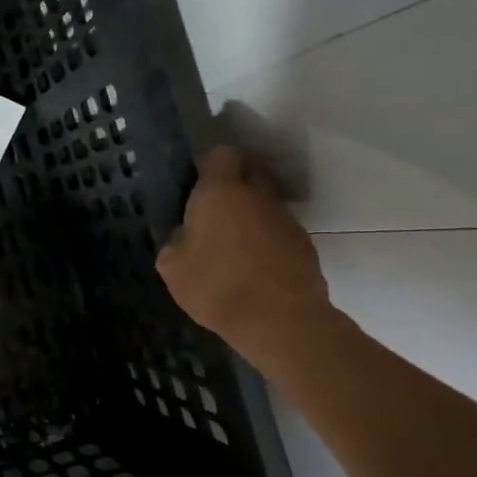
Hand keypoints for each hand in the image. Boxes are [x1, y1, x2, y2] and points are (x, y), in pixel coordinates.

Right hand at [155, 145, 331, 362]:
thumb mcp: (172, 266)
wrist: (280, 321)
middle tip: (211, 215)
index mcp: (221, 191)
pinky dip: (265, 241)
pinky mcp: (304, 244)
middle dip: (232, 187)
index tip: (196, 187)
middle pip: (248, 174)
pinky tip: (251, 267)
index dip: (209, 166)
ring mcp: (285, 218)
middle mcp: (257, 195)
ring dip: (250, 216)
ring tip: (231, 246)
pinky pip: (277, 230)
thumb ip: (176, 241)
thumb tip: (185, 235)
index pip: (221, 154)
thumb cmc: (216, 285)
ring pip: (264, 204)